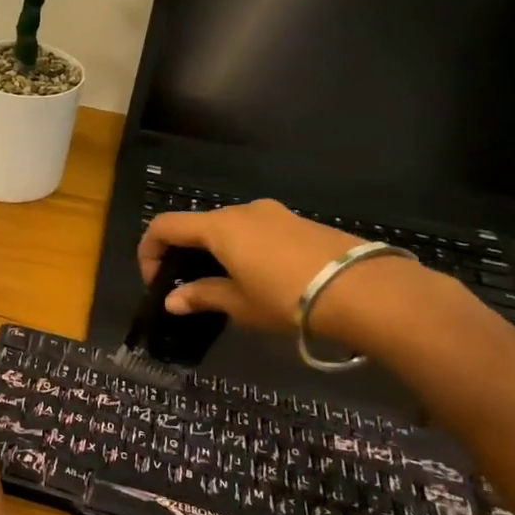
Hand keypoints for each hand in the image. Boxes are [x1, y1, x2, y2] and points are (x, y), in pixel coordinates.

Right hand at [137, 198, 419, 337]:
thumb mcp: (239, 303)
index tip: (155, 282)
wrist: (365, 290)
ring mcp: (275, 213)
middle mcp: (243, 211)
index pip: (165, 226)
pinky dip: (243, 249)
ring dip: (215, 252)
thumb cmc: (288, 297)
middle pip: (197, 224)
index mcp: (219, 227)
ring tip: (225, 285)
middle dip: (183, 253)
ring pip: (229, 227)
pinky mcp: (300, 222)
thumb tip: (172, 300)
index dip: (149, 251)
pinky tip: (260, 278)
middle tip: (187, 287)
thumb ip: (202, 296)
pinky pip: (257, 231)